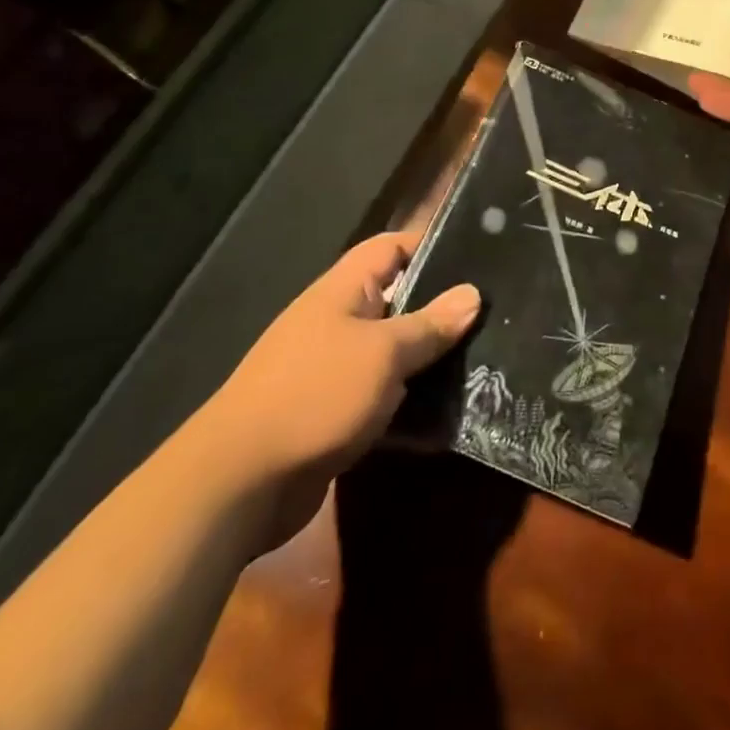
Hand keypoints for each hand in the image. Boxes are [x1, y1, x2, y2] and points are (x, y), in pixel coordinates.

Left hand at [201, 232, 478, 541]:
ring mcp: (332, 368)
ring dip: (428, 359)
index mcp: (343, 291)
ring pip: (392, 351)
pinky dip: (409, 400)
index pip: (391, 247)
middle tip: (491, 314)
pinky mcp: (332, 412)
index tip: (478, 256)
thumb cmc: (316, 395)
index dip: (431, 244)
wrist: (238, 485)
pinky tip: (447, 412)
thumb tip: (472, 293)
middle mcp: (336, 321)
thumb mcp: (384, 353)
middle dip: (440, 308)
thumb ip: (430, 324)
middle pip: (397, 299)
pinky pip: (381, 394)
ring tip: (482, 359)